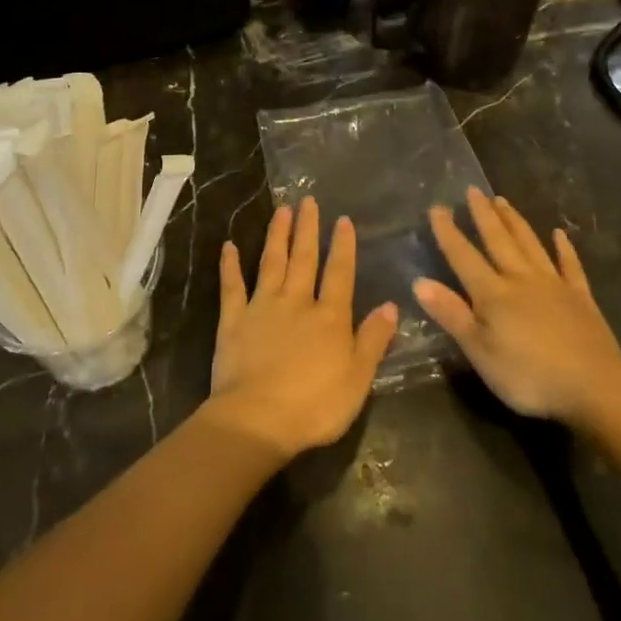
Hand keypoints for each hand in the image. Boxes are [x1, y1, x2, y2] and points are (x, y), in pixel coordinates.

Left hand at [206, 197, 398, 460]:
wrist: (257, 419)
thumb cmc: (315, 405)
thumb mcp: (358, 379)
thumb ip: (373, 340)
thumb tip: (392, 306)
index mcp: (330, 317)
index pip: (339, 273)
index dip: (342, 246)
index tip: (342, 219)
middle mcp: (297, 302)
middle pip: (304, 259)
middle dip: (307, 229)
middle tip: (307, 200)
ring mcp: (262, 307)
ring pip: (271, 262)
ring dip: (277, 235)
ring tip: (281, 210)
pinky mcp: (233, 320)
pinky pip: (232, 286)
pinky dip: (230, 265)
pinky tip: (228, 246)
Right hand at [417, 189, 620, 427]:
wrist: (594, 387)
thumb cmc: (529, 376)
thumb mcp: (480, 352)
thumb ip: (451, 315)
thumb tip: (419, 282)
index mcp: (493, 293)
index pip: (464, 257)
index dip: (448, 232)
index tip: (436, 207)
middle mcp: (521, 279)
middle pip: (498, 241)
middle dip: (483, 215)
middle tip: (473, 190)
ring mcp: (554, 285)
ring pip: (530, 245)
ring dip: (515, 222)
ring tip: (502, 200)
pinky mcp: (581, 298)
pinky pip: (570, 266)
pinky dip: (564, 248)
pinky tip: (560, 234)